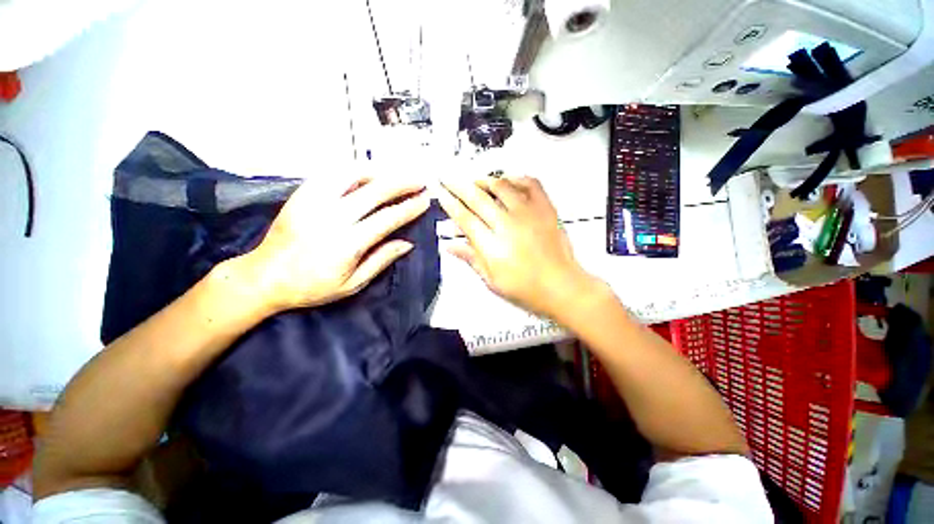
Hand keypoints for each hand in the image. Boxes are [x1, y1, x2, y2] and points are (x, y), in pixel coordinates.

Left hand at [240, 175, 429, 313]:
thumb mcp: (352, 283)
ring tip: (395, 173)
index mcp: (348, 243)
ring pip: (353, 175)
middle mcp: (333, 217)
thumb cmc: (312, 286)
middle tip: (419, 180)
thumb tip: (407, 243)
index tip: (424, 200)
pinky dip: (353, 170)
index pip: (387, 219)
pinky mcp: (302, 194)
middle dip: (402, 183)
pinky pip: (332, 174)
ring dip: (379, 172)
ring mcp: (315, 202)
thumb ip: (381, 260)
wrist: (264, 276)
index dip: (409, 208)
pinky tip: (366, 173)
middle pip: (375, 191)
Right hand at [437, 174, 597, 317]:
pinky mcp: (545, 209)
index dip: (449, 203)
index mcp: (492, 245)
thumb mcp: (492, 280)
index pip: (464, 218)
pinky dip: (517, 178)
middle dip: (458, 185)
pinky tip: (508, 180)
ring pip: (501, 186)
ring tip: (475, 181)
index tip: (440, 192)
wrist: (561, 286)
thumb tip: (450, 245)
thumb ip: (470, 258)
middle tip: (448, 177)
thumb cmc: (525, 288)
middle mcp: (508, 225)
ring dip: (484, 180)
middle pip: (477, 198)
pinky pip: (530, 183)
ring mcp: (528, 213)